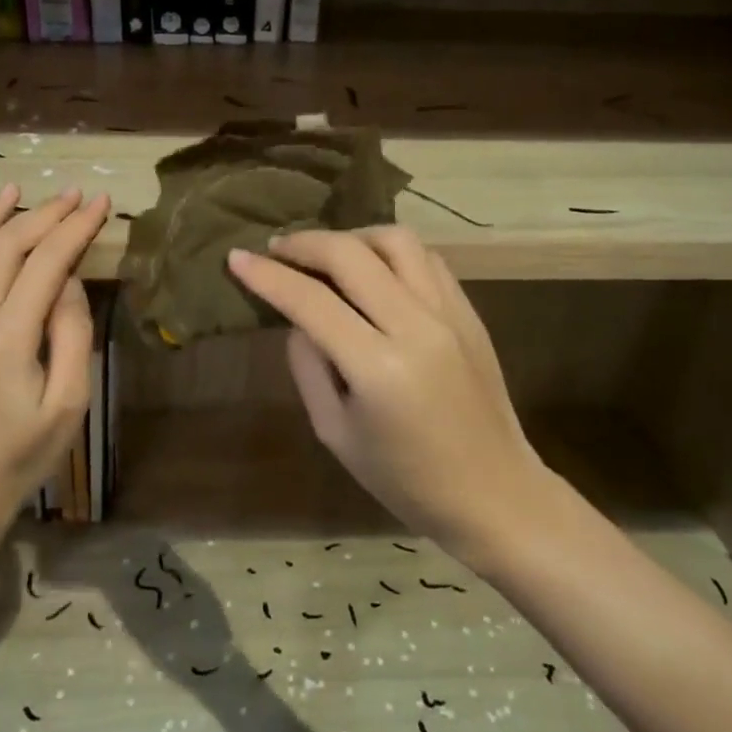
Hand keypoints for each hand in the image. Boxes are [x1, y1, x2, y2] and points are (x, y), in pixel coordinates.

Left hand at [0, 184, 109, 531]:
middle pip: (5, 248)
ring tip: (11, 191)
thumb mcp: (70, 403)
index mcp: (9, 338)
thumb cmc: (24, 453)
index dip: (75, 227)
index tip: (98, 203)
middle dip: (43, 215)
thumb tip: (68, 279)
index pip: (48, 262)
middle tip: (71, 196)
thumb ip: (71, 335)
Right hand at [227, 227, 548, 557]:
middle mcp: (417, 326)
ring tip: (327, 255)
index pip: (311, 301)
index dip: (268, 275)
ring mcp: (450, 313)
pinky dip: (390, 252)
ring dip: (352, 237)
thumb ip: (308, 368)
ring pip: (395, 240)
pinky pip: (426, 258)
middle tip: (277, 249)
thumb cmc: (405, 480)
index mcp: (378, 368)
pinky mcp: (469, 311)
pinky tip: (372, 270)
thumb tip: (298, 319)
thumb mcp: (335, 433)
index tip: (237, 257)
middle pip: (352, 254)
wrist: (494, 494)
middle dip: (305, 243)